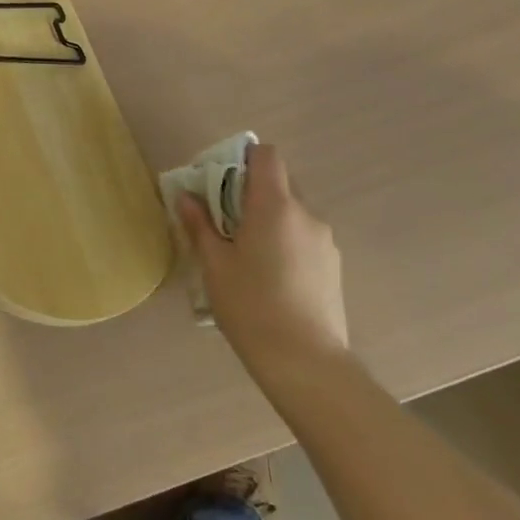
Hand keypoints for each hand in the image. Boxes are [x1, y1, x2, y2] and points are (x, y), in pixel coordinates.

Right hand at [178, 143, 348, 385]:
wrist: (306, 363)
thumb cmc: (251, 307)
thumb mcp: (214, 265)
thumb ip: (200, 225)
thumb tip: (186, 197)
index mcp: (275, 206)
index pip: (267, 156)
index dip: (243, 158)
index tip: (221, 179)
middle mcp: (305, 214)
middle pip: (279, 182)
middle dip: (251, 192)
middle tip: (224, 220)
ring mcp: (324, 241)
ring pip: (292, 212)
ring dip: (269, 219)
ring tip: (246, 254)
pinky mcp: (333, 266)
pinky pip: (303, 237)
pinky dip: (284, 241)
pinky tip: (269, 276)